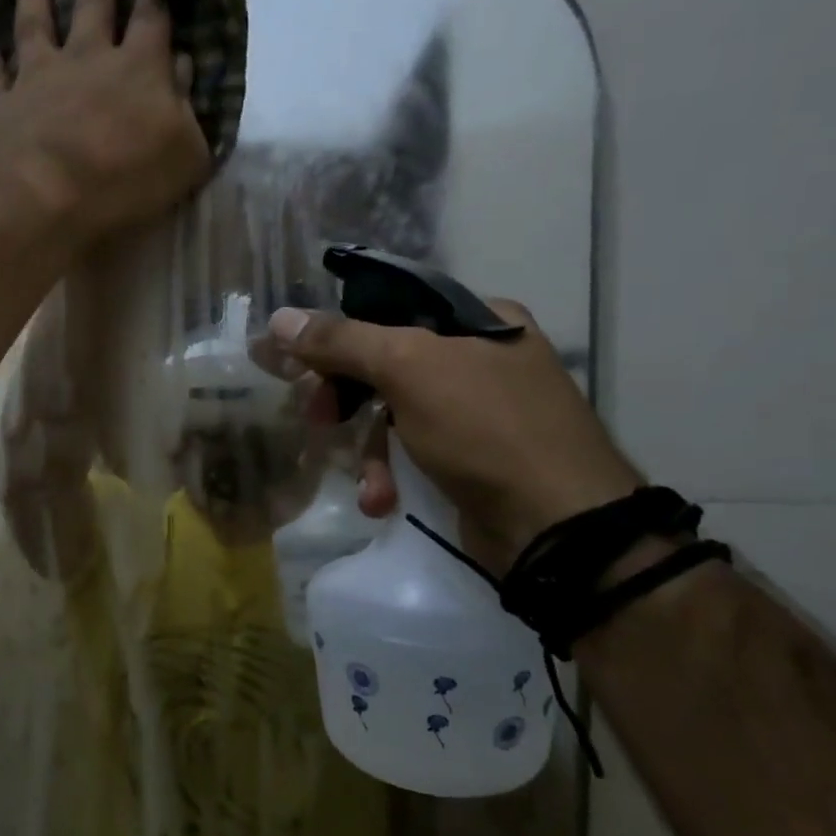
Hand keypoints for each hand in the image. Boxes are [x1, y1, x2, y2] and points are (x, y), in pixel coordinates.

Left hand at [0, 0, 210, 243]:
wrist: (44, 196)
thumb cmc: (124, 180)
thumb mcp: (184, 156)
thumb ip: (188, 112)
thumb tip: (185, 69)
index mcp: (140, 69)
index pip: (152, 14)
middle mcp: (88, 60)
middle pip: (94, 2)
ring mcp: (40, 79)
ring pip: (37, 21)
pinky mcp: (3, 106)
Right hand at [266, 302, 642, 573]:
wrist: (556, 526)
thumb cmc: (484, 429)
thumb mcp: (409, 369)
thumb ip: (343, 341)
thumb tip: (279, 319)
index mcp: (479, 319)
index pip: (389, 309)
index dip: (339, 335)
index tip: (301, 365)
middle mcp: (482, 357)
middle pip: (385, 364)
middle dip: (346, 399)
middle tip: (317, 418)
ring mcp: (478, 410)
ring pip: (393, 413)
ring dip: (368, 450)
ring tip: (366, 483)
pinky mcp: (471, 457)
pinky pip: (412, 451)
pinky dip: (392, 473)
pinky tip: (382, 500)